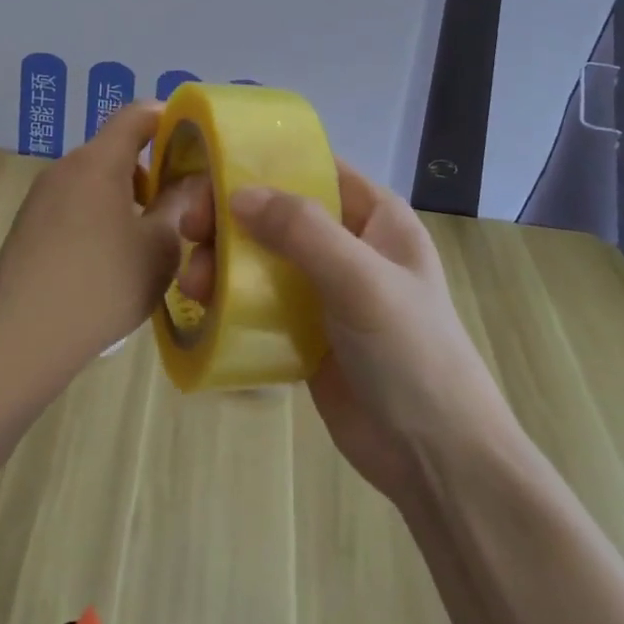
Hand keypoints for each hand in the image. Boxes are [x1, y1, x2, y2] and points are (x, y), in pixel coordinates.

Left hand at [0, 101, 209, 392]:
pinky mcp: (26, 224)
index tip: (193, 143)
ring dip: (123, 195)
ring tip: (144, 238)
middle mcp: (65, 167)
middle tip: (176, 204)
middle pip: (114, 148)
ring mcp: (40, 196)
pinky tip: (106, 259)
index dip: (169, 118)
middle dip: (149, 169)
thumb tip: (191, 180)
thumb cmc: (102, 286)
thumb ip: (178, 205)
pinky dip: (97, 213)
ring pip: (93, 178)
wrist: (22, 340)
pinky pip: (71, 202)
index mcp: (98, 162)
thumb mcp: (159, 247)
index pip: (137, 114)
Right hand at [228, 164, 521, 504]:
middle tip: (190, 233)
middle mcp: (348, 244)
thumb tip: (237, 194)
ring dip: (223, 263)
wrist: (434, 458)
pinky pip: (259, 302)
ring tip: (194, 285)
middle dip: (231, 219)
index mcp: (375, 217)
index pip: (314, 170)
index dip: (263, 165)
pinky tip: (202, 309)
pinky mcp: (305, 332)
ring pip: (261, 258)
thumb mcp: (360, 280)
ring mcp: (325, 290)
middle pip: (278, 214)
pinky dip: (229, 300)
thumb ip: (302, 230)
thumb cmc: (410, 352)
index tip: (209, 173)